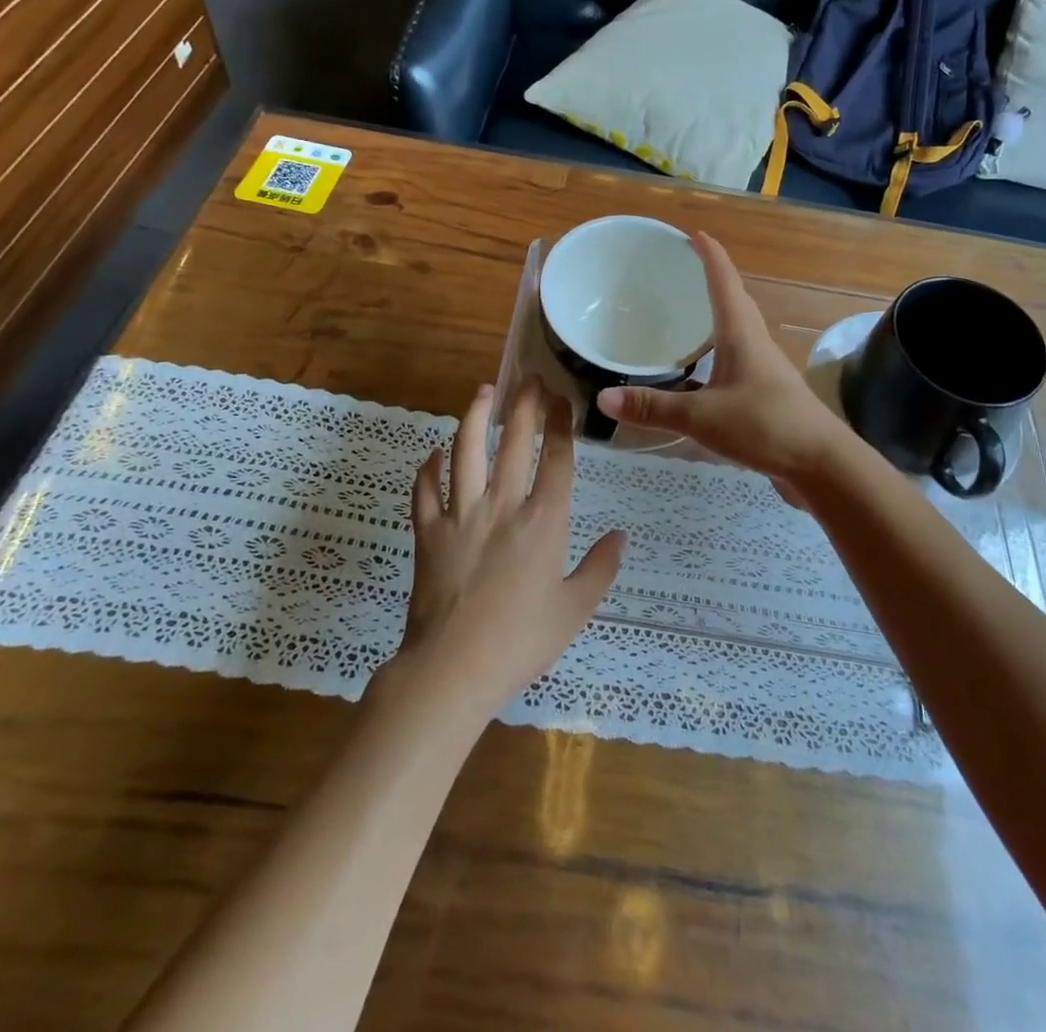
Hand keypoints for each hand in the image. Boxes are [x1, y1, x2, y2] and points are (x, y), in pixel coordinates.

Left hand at [393, 378, 623, 717]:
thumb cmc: (520, 642)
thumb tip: (620, 536)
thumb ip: (600, 568)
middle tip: (529, 378)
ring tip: (484, 390)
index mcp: (543, 522)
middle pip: (514, 442)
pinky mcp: (427, 531)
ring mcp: (460, 514)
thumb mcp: (575, 610)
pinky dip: (428, 467)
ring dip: (475, 416)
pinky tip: (434, 452)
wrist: (452, 669)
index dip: (561, 424)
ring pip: (465, 451)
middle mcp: (502, 506)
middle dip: (524, 404)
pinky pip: (425, 489)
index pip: (556, 459)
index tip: (563, 400)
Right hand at [597, 233, 854, 488]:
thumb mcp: (702, 416)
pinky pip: (735, 361)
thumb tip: (603, 396)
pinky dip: (715, 354)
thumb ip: (653, 407)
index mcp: (741, 334)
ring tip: (687, 316)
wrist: (821, 464)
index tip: (695, 234)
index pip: (724, 282)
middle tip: (683, 271)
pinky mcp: (766, 394)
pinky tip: (698, 373)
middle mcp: (755, 343)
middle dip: (711, 281)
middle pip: (734, 301)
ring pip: (736, 332)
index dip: (710, 256)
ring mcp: (764, 370)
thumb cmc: (765, 425)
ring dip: (715, 318)